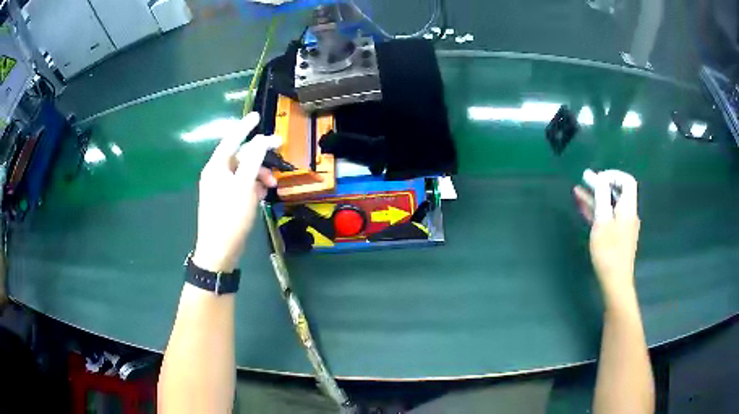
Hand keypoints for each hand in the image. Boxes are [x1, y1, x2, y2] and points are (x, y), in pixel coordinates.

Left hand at [192, 112, 280, 272]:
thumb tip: (261, 140)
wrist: (219, 251)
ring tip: (272, 185)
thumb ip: (254, 160)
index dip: (244, 127)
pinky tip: (262, 195)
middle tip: (279, 160)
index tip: (256, 116)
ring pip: (243, 172)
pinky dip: (253, 187)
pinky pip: (241, 186)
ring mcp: (220, 188)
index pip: (231, 140)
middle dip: (259, 159)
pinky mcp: (225, 201)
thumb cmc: (230, 217)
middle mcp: (216, 174)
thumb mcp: (245, 186)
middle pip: (240, 157)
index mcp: (216, 167)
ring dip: (259, 175)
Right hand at [574, 170, 640, 302]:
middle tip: (584, 178)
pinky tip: (584, 207)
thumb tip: (601, 180)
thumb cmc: (609, 252)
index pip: (627, 181)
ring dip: (596, 197)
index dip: (613, 175)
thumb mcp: (602, 223)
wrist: (615, 282)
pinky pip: (607, 217)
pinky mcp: (617, 236)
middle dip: (601, 184)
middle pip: (617, 192)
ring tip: (578, 190)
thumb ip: (602, 198)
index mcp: (628, 208)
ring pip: (610, 205)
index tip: (597, 178)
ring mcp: (623, 226)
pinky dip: (597, 210)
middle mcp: (628, 214)